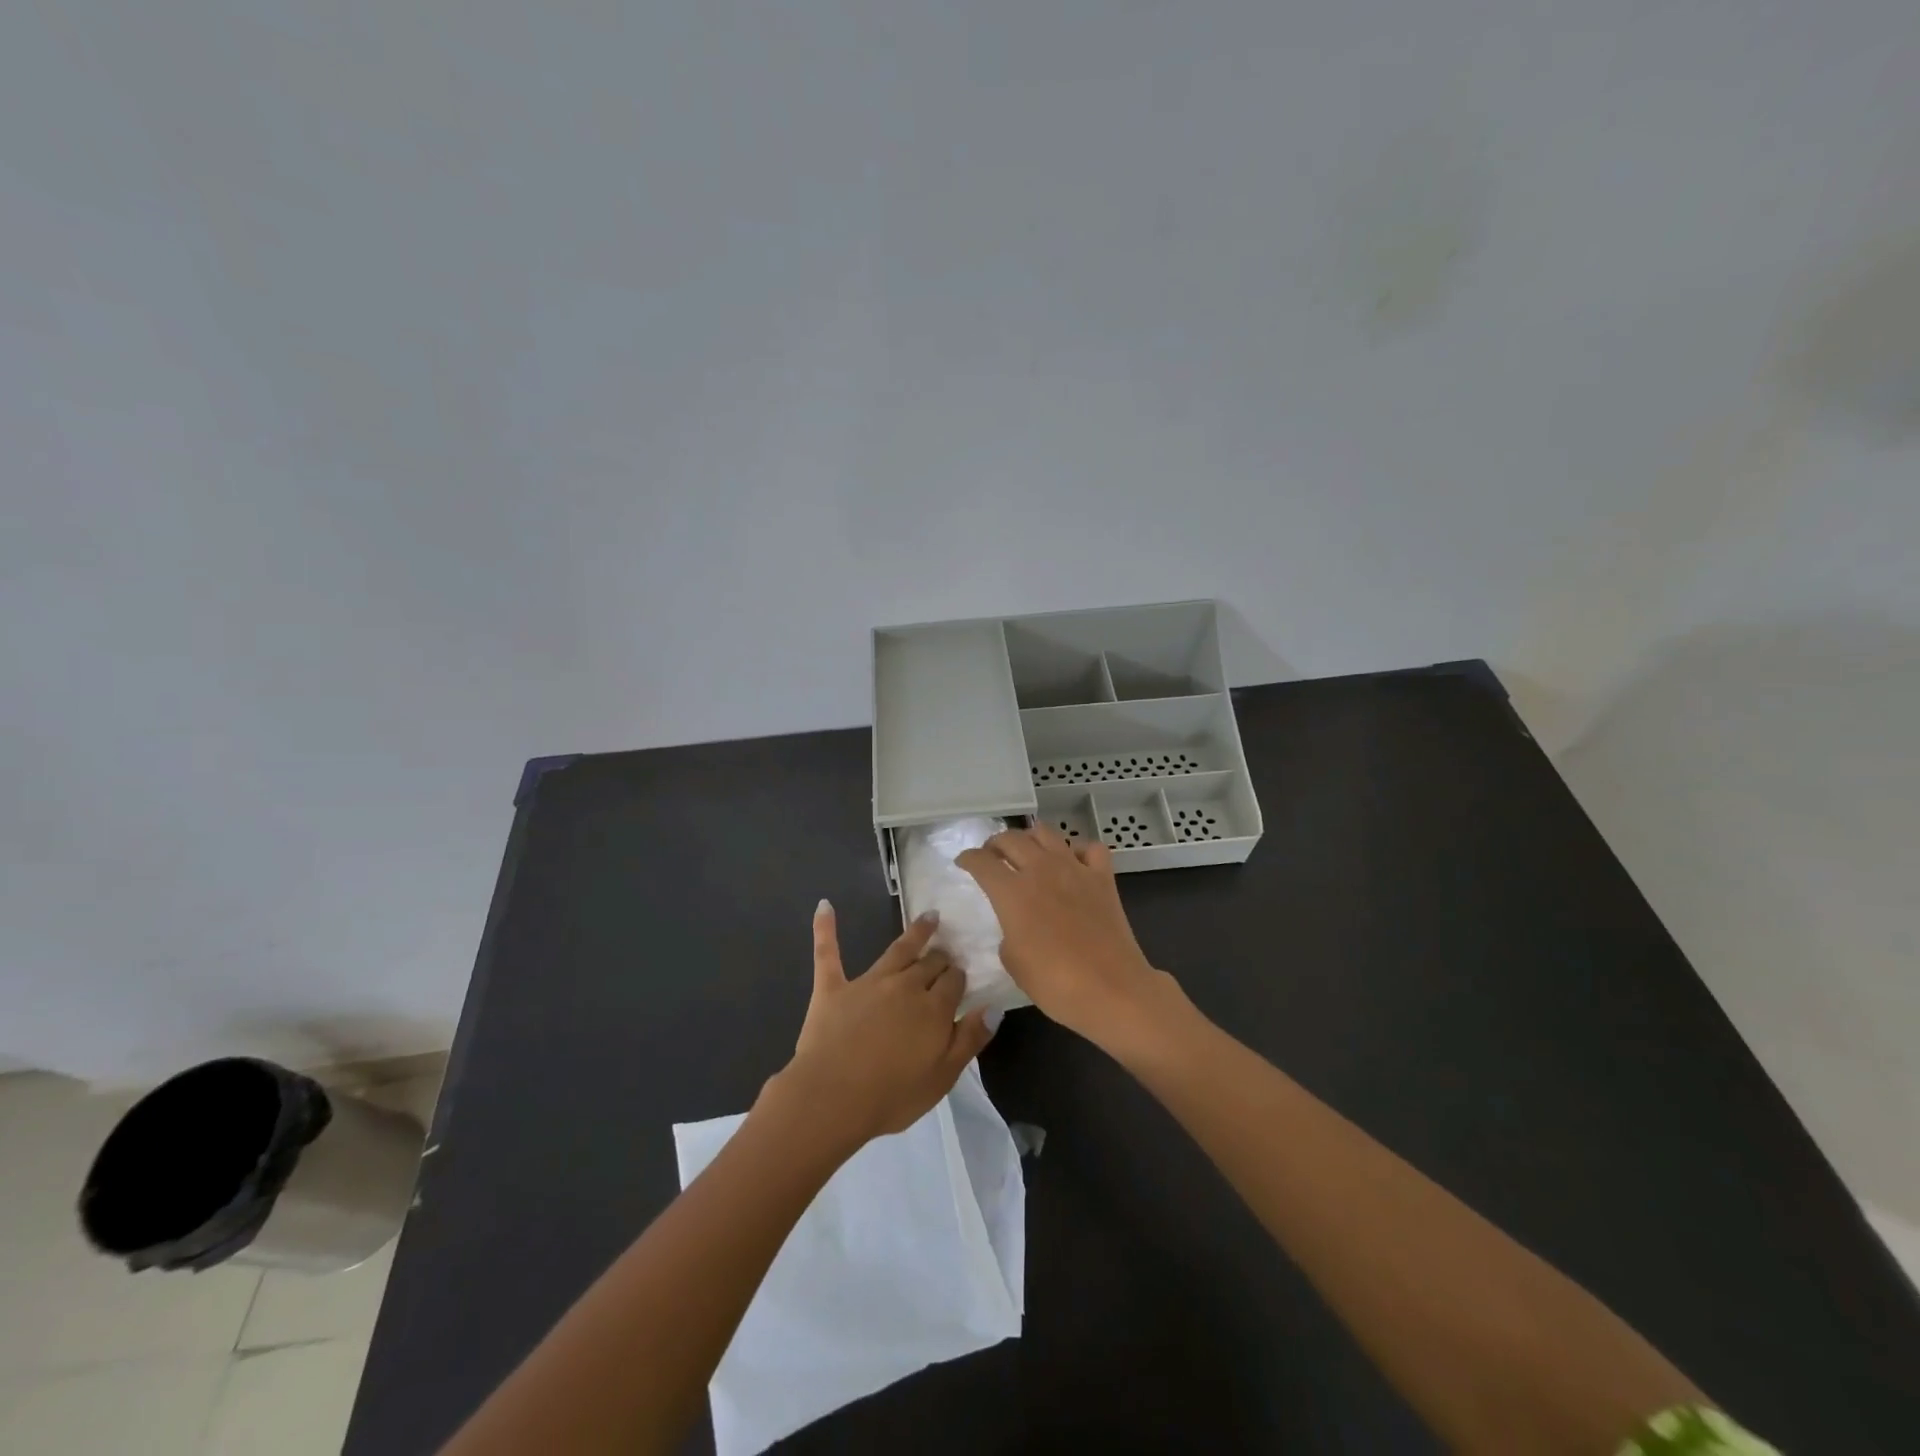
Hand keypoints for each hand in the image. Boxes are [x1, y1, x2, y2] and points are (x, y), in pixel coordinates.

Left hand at [770, 901, 993, 1148]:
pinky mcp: (833, 987)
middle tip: (946, 952)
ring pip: (897, 950)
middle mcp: (905, 986)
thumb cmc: (892, 1095)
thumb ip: (970, 1039)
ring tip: (929, 917)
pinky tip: (824, 906)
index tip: (961, 976)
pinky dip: (825, 928)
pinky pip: (828, 952)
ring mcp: (868, 982)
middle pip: (930, 963)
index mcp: (934, 1008)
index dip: (959, 977)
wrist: (832, 1098)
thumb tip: (994, 1007)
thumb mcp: (943, 1077)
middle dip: (941, 956)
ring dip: (915, 932)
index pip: (954, 981)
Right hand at [958, 824, 1174, 1047]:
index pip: (981, 862)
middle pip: (1011, 839)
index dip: (968, 859)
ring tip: (1027, 851)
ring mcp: (1075, 869)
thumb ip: (1008, 933)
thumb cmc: (1055, 983)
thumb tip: (1016, 924)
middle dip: (995, 844)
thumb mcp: (1013, 962)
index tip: (963, 862)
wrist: (1112, 990)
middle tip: (991, 855)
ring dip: (1030, 838)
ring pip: (1046, 833)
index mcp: (1012, 892)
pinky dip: (1076, 849)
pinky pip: (1089, 848)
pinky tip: (1072, 862)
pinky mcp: (1103, 877)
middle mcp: (1041, 869)